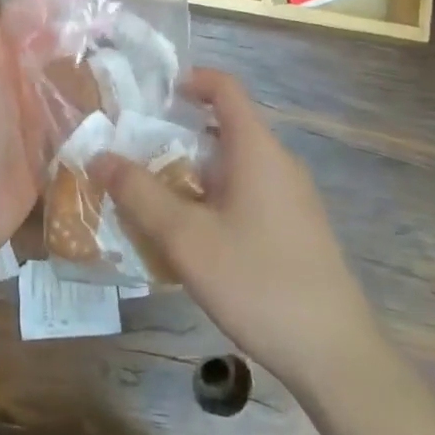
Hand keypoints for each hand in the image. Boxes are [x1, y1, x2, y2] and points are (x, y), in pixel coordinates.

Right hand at [92, 69, 376, 390]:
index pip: (225, 88)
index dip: (190, 79)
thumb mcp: (186, 238)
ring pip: (233, 165)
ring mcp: (291, 198)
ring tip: (152, 193)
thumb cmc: (258, 282)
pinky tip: (190, 236)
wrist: (335, 355)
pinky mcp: (295, 229)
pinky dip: (213, 196)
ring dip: (192, 170)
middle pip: (225, 126)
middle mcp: (278, 163)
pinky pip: (247, 193)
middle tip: (135, 150)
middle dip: (178, 132)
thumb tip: (99, 156)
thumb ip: (139, 193)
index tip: (152, 93)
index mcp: (256, 149)